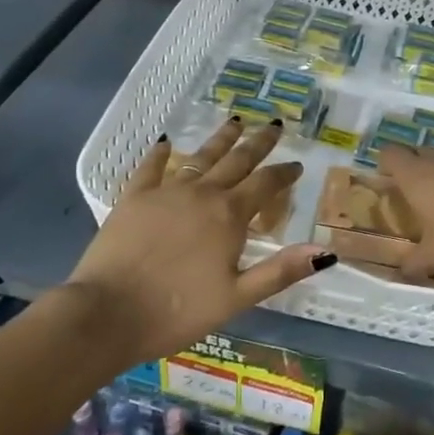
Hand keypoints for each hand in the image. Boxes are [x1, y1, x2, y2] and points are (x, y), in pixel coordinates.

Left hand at [66, 117, 333, 362]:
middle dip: (258, 143)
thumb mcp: (237, 297)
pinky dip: (161, 154)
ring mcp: (165, 192)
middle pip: (237, 161)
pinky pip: (151, 168)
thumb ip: (280, 271)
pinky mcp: (133, 198)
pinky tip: (166, 142)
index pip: (265, 185)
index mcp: (229, 216)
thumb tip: (326, 251)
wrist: (107, 313)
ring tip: (235, 121)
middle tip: (274, 125)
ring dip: (220, 139)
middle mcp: (202, 194)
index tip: (297, 164)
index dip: (284, 174)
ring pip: (200, 157)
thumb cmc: (177, 311)